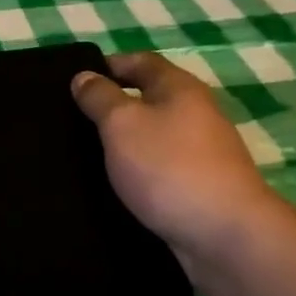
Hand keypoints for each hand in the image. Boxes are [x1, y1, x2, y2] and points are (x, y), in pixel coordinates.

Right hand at [72, 52, 279, 264]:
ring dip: (124, 141)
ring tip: (85, 154)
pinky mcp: (199, 186)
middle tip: (72, 120)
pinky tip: (115, 185)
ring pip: (155, 135)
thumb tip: (84, 76)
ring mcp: (202, 152)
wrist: (224, 234)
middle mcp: (196, 114)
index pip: (141, 61)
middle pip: (150, 98)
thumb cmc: (168, 167)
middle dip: (114, 104)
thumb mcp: (122, 124)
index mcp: (179, 88)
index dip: (109, 65)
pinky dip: (137, 170)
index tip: (75, 80)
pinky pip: (160, 168)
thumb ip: (100, 98)